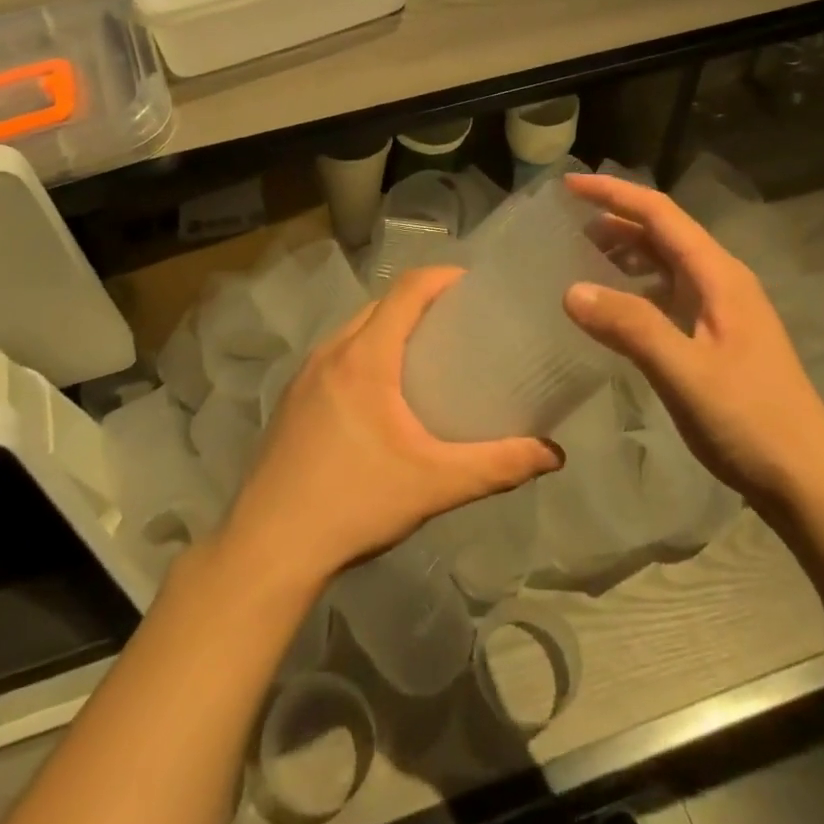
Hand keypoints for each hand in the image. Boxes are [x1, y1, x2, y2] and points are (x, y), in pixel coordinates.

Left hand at [224, 267, 562, 592]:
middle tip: (460, 326)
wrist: (269, 546)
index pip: (407, 290)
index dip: (442, 277)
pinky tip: (381, 397)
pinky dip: (364, 354)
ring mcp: (305, 375)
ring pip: (354, 331)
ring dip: (389, 329)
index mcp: (365, 356)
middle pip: (380, 306)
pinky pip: (336, 356)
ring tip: (426, 357)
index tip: (475, 286)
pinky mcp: (291, 399)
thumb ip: (497, 466)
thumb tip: (553, 455)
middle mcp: (331, 352)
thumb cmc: (355, 502)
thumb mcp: (435, 484)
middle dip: (420, 303)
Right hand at [561, 173, 823, 511]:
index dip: (614, 194)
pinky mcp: (717, 338)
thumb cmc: (751, 421)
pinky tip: (612, 306)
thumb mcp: (685, 373)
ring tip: (579, 255)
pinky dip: (636, 287)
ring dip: (625, 252)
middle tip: (564, 222)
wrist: (808, 481)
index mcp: (720, 276)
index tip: (568, 185)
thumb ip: (630, 327)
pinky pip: (668, 295)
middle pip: (663, 233)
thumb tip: (571, 290)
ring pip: (666, 264)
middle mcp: (723, 282)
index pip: (661, 214)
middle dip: (615, 219)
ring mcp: (722, 311)